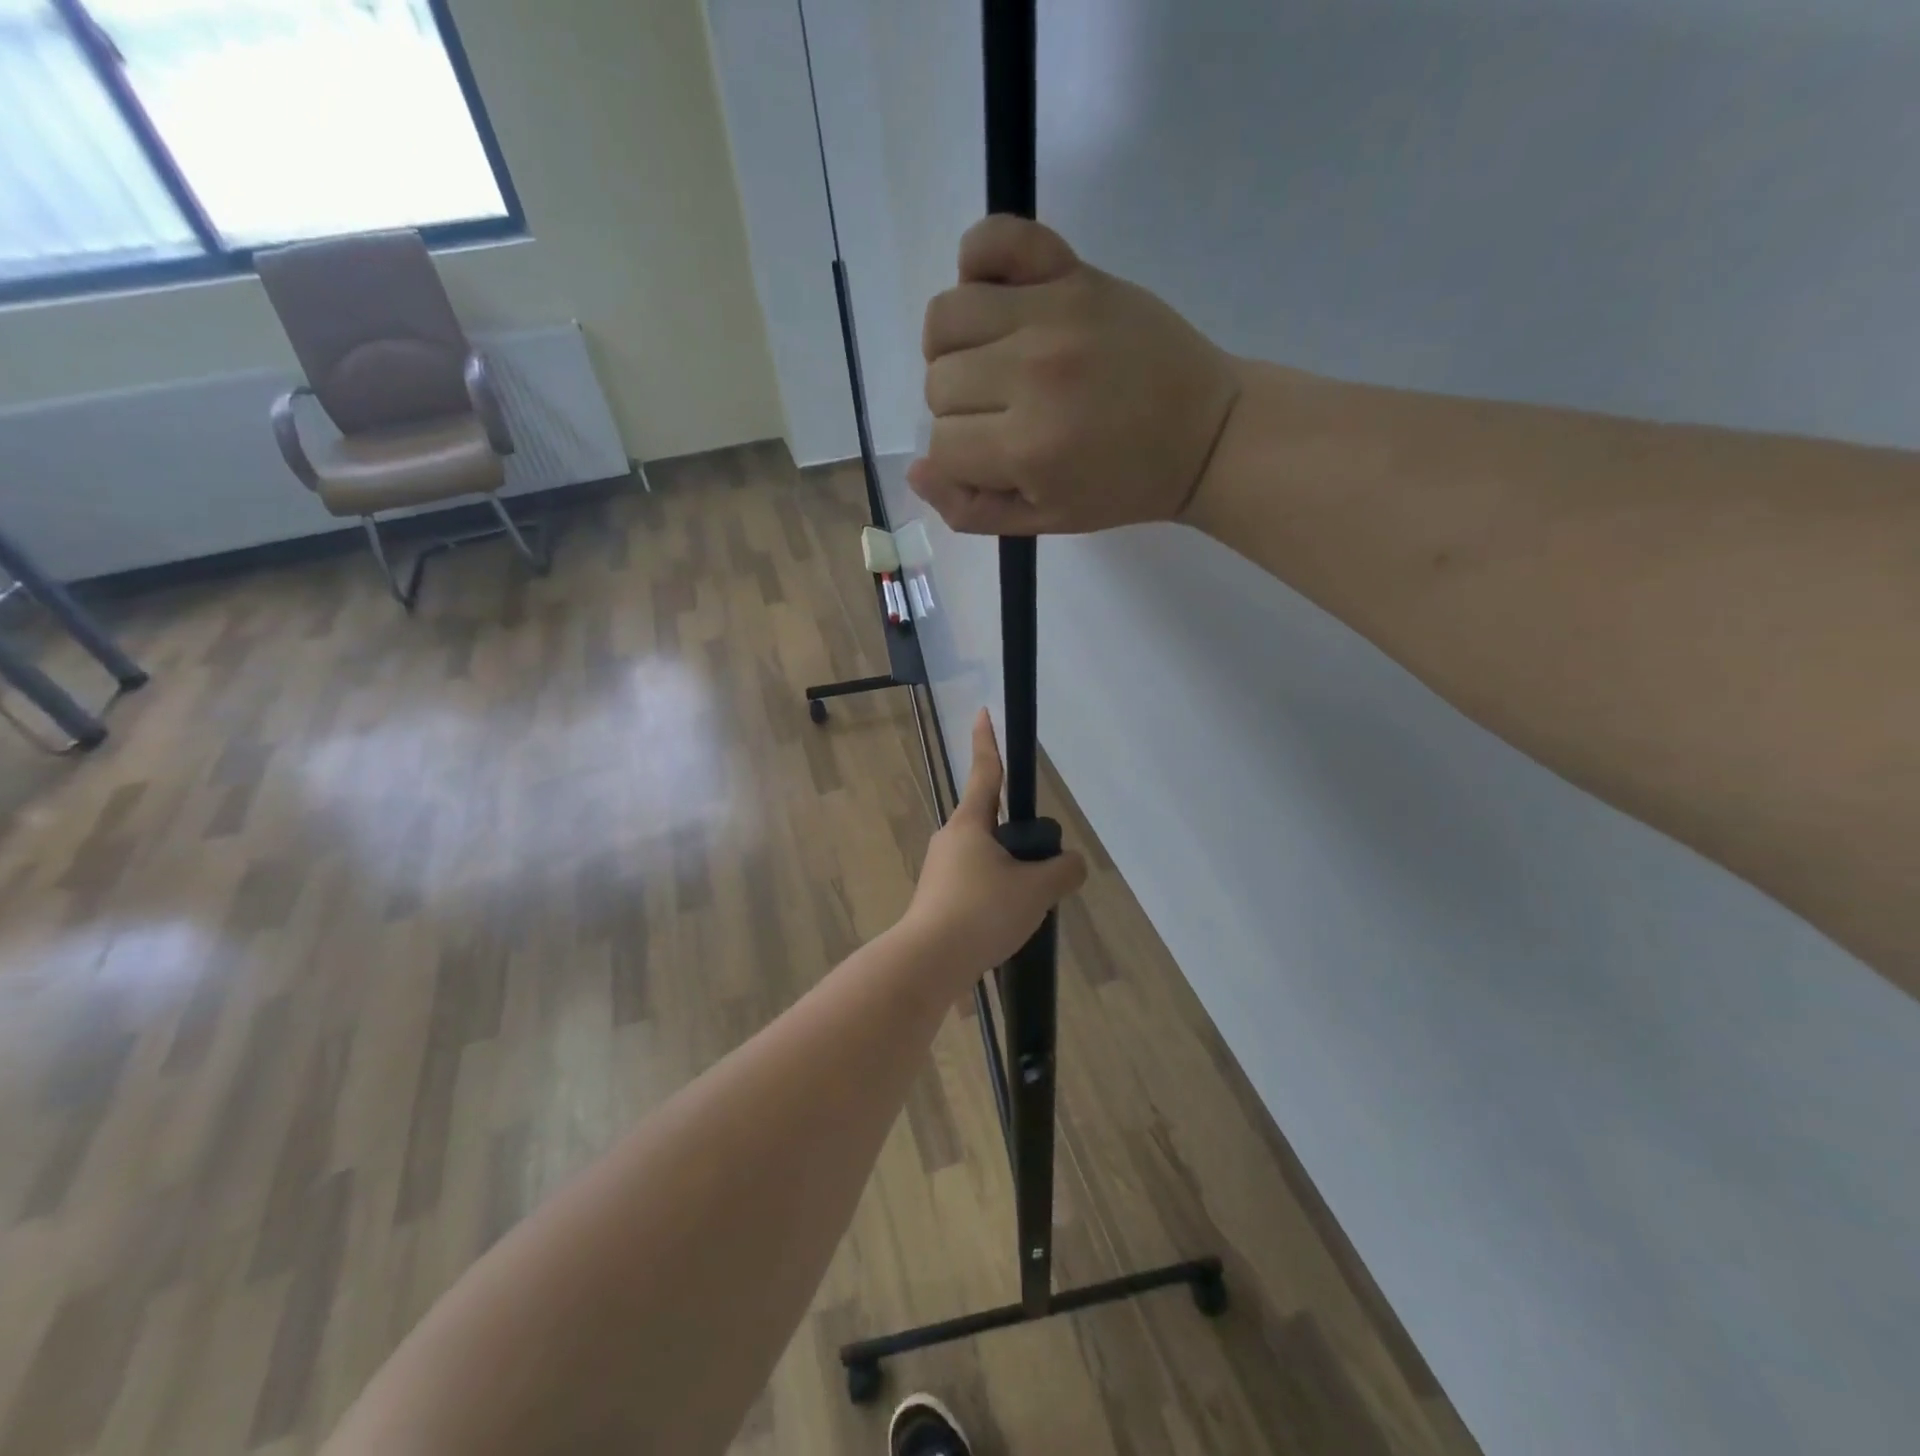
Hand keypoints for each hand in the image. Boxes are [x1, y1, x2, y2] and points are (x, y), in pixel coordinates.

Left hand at [901, 710, 1086, 972]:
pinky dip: (996, 897)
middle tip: (1042, 873)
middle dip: (1020, 841)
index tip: (981, 712)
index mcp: (970, 824)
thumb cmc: (981, 912)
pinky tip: (1007, 925)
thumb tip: (1071, 864)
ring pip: (987, 860)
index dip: (987, 741)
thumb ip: (1063, 871)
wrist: (929, 962)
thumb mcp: (1036, 890)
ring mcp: (940, 870)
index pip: (987, 772)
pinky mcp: (938, 898)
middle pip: (994, 825)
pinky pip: (977, 886)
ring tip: (1027, 909)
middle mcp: (950, 839)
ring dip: (1010, 875)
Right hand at [908, 215, 1241, 534]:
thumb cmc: (1123, 487)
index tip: (996, 461)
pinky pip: (993, 238)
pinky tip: (997, 297)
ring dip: (954, 348)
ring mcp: (1051, 313)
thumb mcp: (1046, 521)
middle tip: (1004, 418)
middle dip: (960, 411)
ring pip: (946, 317)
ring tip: (990, 363)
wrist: (1204, 434)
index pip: (941, 443)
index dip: (959, 460)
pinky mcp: (1073, 271)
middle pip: (939, 383)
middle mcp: (1031, 373)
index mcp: (1028, 446)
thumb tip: (918, 469)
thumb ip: (973, 509)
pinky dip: (977, 259)